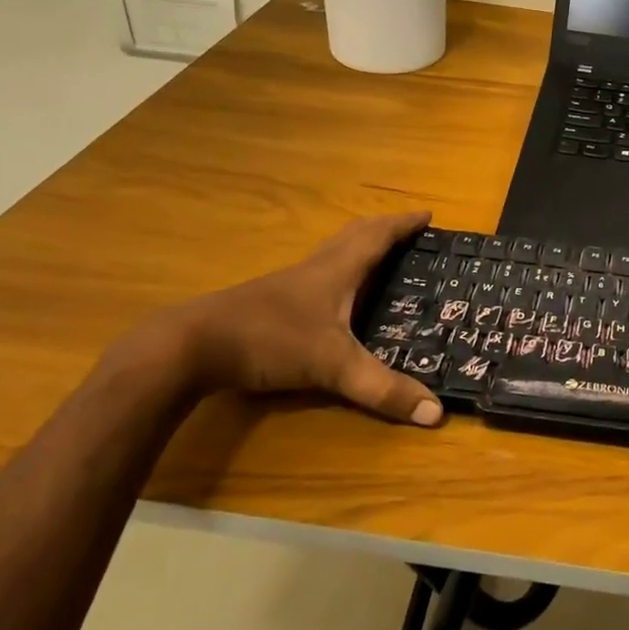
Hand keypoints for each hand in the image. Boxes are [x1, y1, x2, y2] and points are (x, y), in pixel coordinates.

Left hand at [166, 211, 442, 426]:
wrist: (192, 346)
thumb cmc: (271, 340)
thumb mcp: (333, 366)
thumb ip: (382, 389)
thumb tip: (436, 413)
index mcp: (337, 269)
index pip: (378, 236)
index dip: (404, 224)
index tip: (428, 216)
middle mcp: (315, 268)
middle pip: (355, 235)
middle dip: (385, 229)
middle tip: (409, 233)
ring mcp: (289, 284)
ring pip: (332, 253)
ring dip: (359, 248)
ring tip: (380, 259)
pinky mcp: (270, 302)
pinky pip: (316, 275)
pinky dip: (337, 273)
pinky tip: (334, 299)